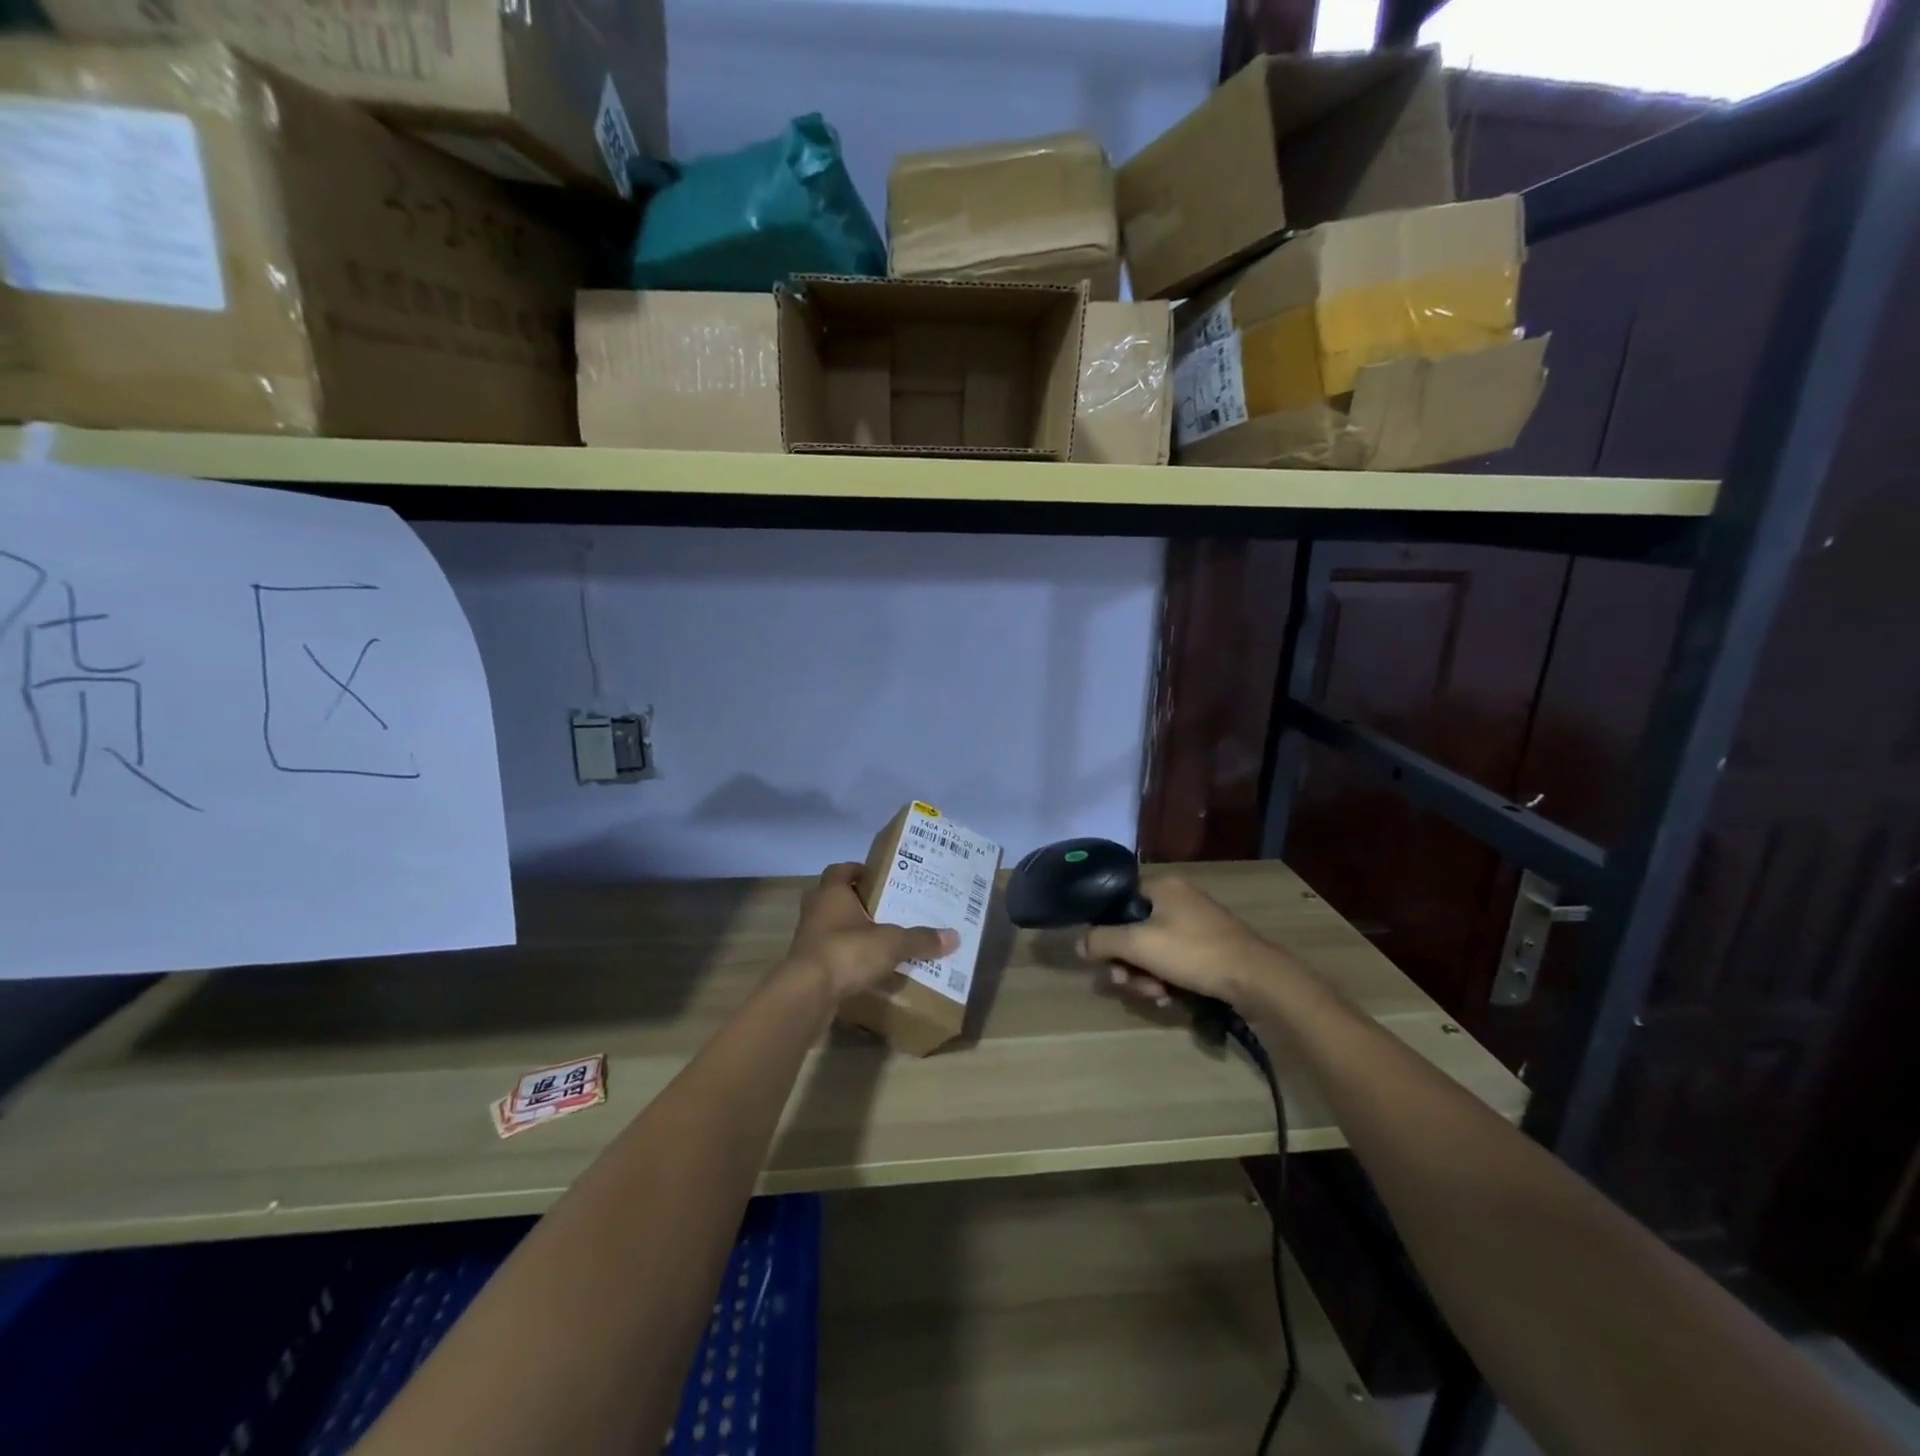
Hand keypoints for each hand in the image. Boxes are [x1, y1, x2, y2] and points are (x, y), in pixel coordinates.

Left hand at [783, 863, 958, 1002]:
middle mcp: (815, 911)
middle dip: (854, 901)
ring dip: (848, 930)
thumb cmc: (847, 952)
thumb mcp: (892, 943)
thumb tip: (954, 936)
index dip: (857, 870)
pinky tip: (865, 967)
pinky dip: (844, 956)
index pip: (840, 870)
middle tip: (882, 907)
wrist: (807, 994)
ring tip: (878, 938)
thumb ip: (920, 939)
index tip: (878, 877)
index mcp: (832, 893)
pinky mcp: (806, 966)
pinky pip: (828, 953)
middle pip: (833, 897)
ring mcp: (807, 939)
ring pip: (828, 926)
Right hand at [1077, 877, 1277, 1008]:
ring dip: (1146, 975)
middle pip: (1135, 930)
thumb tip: (1078, 943)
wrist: (1256, 978)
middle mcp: (1179, 900)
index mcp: (1163, 887)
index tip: (1103, 955)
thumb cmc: (1194, 952)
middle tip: (1127, 982)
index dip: (1106, 928)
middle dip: (1127, 961)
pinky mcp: (1210, 949)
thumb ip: (1103, 940)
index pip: (1120, 899)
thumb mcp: (1139, 944)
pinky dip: (1167, 979)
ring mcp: (1197, 925)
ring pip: (1153, 950)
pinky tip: (1169, 998)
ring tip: (1155, 995)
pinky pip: (1175, 961)